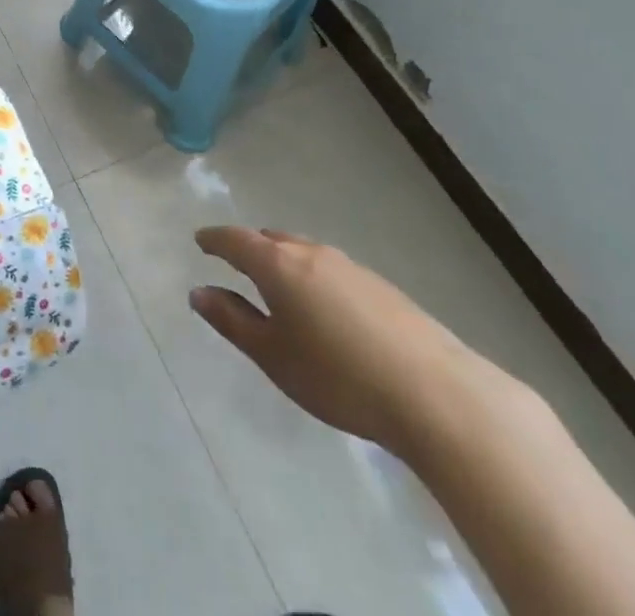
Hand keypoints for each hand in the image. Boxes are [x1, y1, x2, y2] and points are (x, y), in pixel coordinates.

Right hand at [190, 227, 506, 456]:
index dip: (215, 240)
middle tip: (236, 263)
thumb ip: (232, 321)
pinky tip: (323, 307)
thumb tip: (198, 292)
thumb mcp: (273, 355)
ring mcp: (350, 267)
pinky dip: (313, 276)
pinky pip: (331, 269)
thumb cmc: (338, 376)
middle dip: (250, 247)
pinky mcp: (381, 287)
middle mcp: (311, 253)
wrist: (435, 394)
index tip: (200, 241)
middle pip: (271, 240)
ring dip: (283, 260)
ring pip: (304, 251)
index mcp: (278, 265)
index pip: (236, 240)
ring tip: (277, 284)